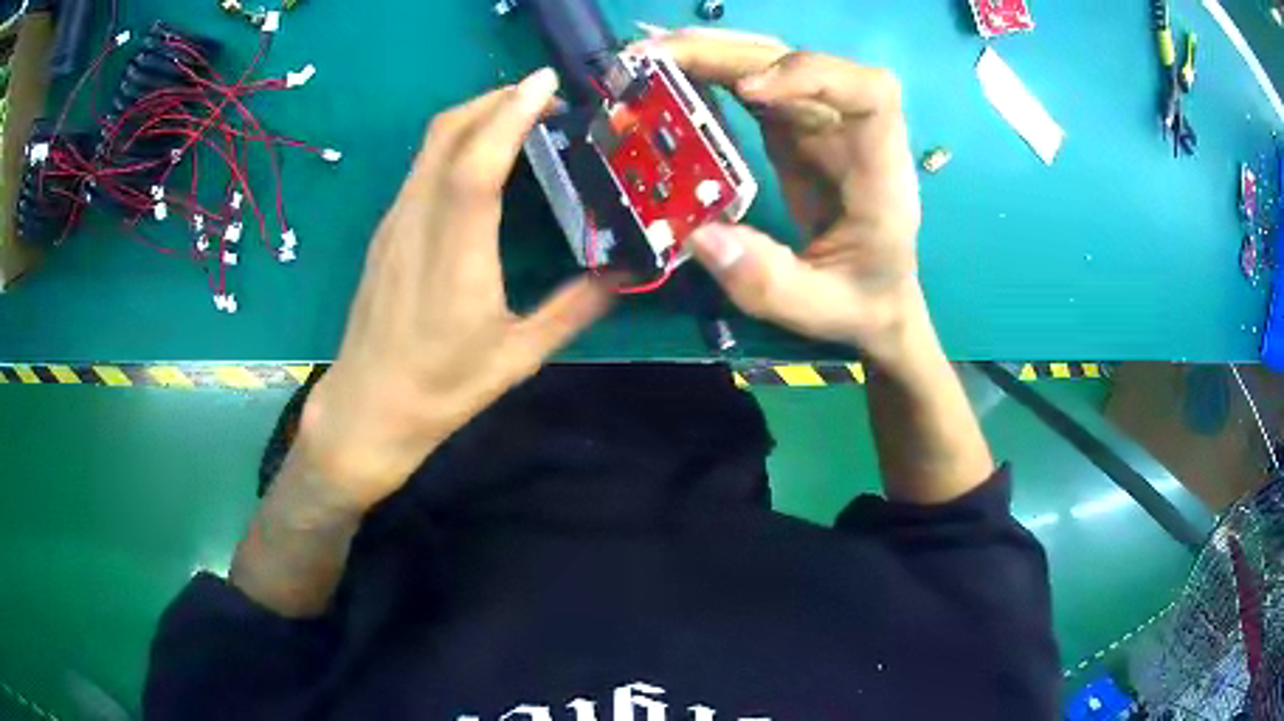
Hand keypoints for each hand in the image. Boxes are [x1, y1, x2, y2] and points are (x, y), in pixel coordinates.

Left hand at [296, 68, 613, 511]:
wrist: (367, 407)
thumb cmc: (441, 389)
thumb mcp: (518, 357)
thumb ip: (574, 310)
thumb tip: (623, 274)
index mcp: (455, 257)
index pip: (478, 165)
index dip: (510, 116)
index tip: (546, 84)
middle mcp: (417, 225)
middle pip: (447, 134)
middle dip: (495, 100)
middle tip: (544, 96)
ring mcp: (395, 223)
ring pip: (430, 144)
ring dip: (475, 115)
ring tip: (520, 115)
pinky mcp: (386, 230)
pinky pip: (422, 165)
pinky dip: (456, 141)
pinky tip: (483, 156)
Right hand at [653, 30, 922, 362]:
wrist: (876, 296)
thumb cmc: (860, 301)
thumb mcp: (817, 308)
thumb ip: (767, 282)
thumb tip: (698, 235)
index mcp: (878, 171)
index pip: (870, 94)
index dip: (813, 76)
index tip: (751, 94)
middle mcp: (851, 132)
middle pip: (801, 62)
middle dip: (730, 53)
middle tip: (655, 58)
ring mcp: (820, 124)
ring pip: (771, 63)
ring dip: (712, 53)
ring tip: (650, 56)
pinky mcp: (792, 128)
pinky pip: (752, 85)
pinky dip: (711, 72)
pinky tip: (670, 71)